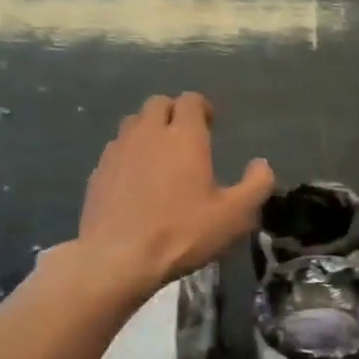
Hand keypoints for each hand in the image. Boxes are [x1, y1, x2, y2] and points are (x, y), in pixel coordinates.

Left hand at [77, 94, 274, 299]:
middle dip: (173, 113)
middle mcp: (148, 133)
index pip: (190, 100)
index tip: (210, 125)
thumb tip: (261, 164)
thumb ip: (256, 185)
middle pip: (158, 104)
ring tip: (159, 156)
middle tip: (185, 138)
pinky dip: (128, 155)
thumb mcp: (234, 216)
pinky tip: (135, 181)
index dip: (202, 108)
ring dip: (148, 131)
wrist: (118, 258)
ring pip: (132, 124)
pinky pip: (115, 150)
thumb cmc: (182, 233)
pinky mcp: (97, 172)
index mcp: (184, 136)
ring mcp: (117, 151)